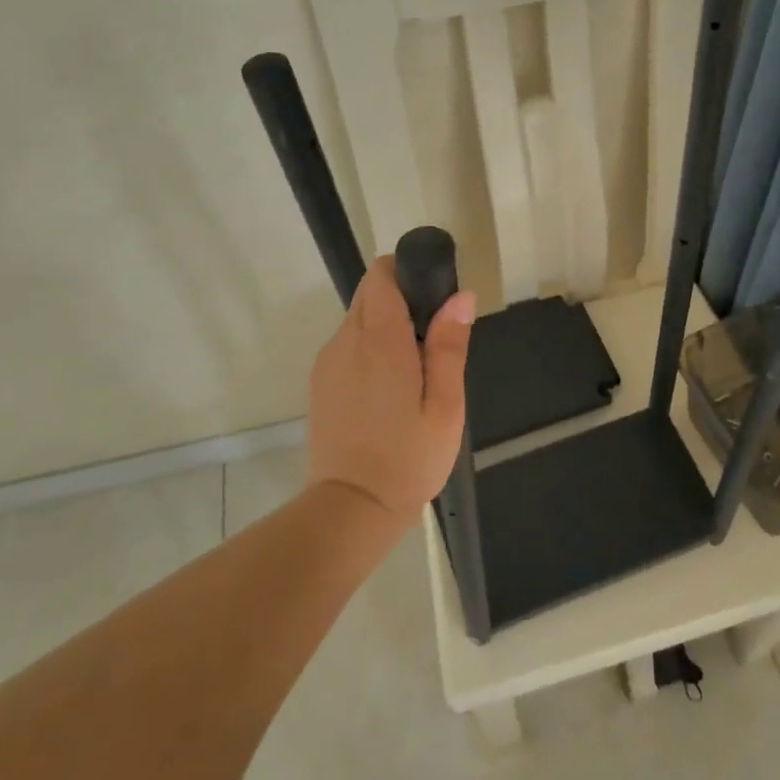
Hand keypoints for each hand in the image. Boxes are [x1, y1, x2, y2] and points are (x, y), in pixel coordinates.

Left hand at [306, 256, 474, 524]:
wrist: (352, 508)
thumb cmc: (409, 458)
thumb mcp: (446, 405)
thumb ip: (450, 346)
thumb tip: (460, 297)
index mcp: (380, 341)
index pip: (380, 275)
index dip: (406, 271)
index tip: (432, 294)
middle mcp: (346, 341)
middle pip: (369, 294)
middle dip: (400, 300)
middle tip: (432, 341)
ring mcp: (327, 363)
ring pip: (358, 321)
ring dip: (385, 327)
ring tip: (413, 372)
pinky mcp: (319, 383)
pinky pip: (347, 347)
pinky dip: (369, 350)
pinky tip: (387, 390)